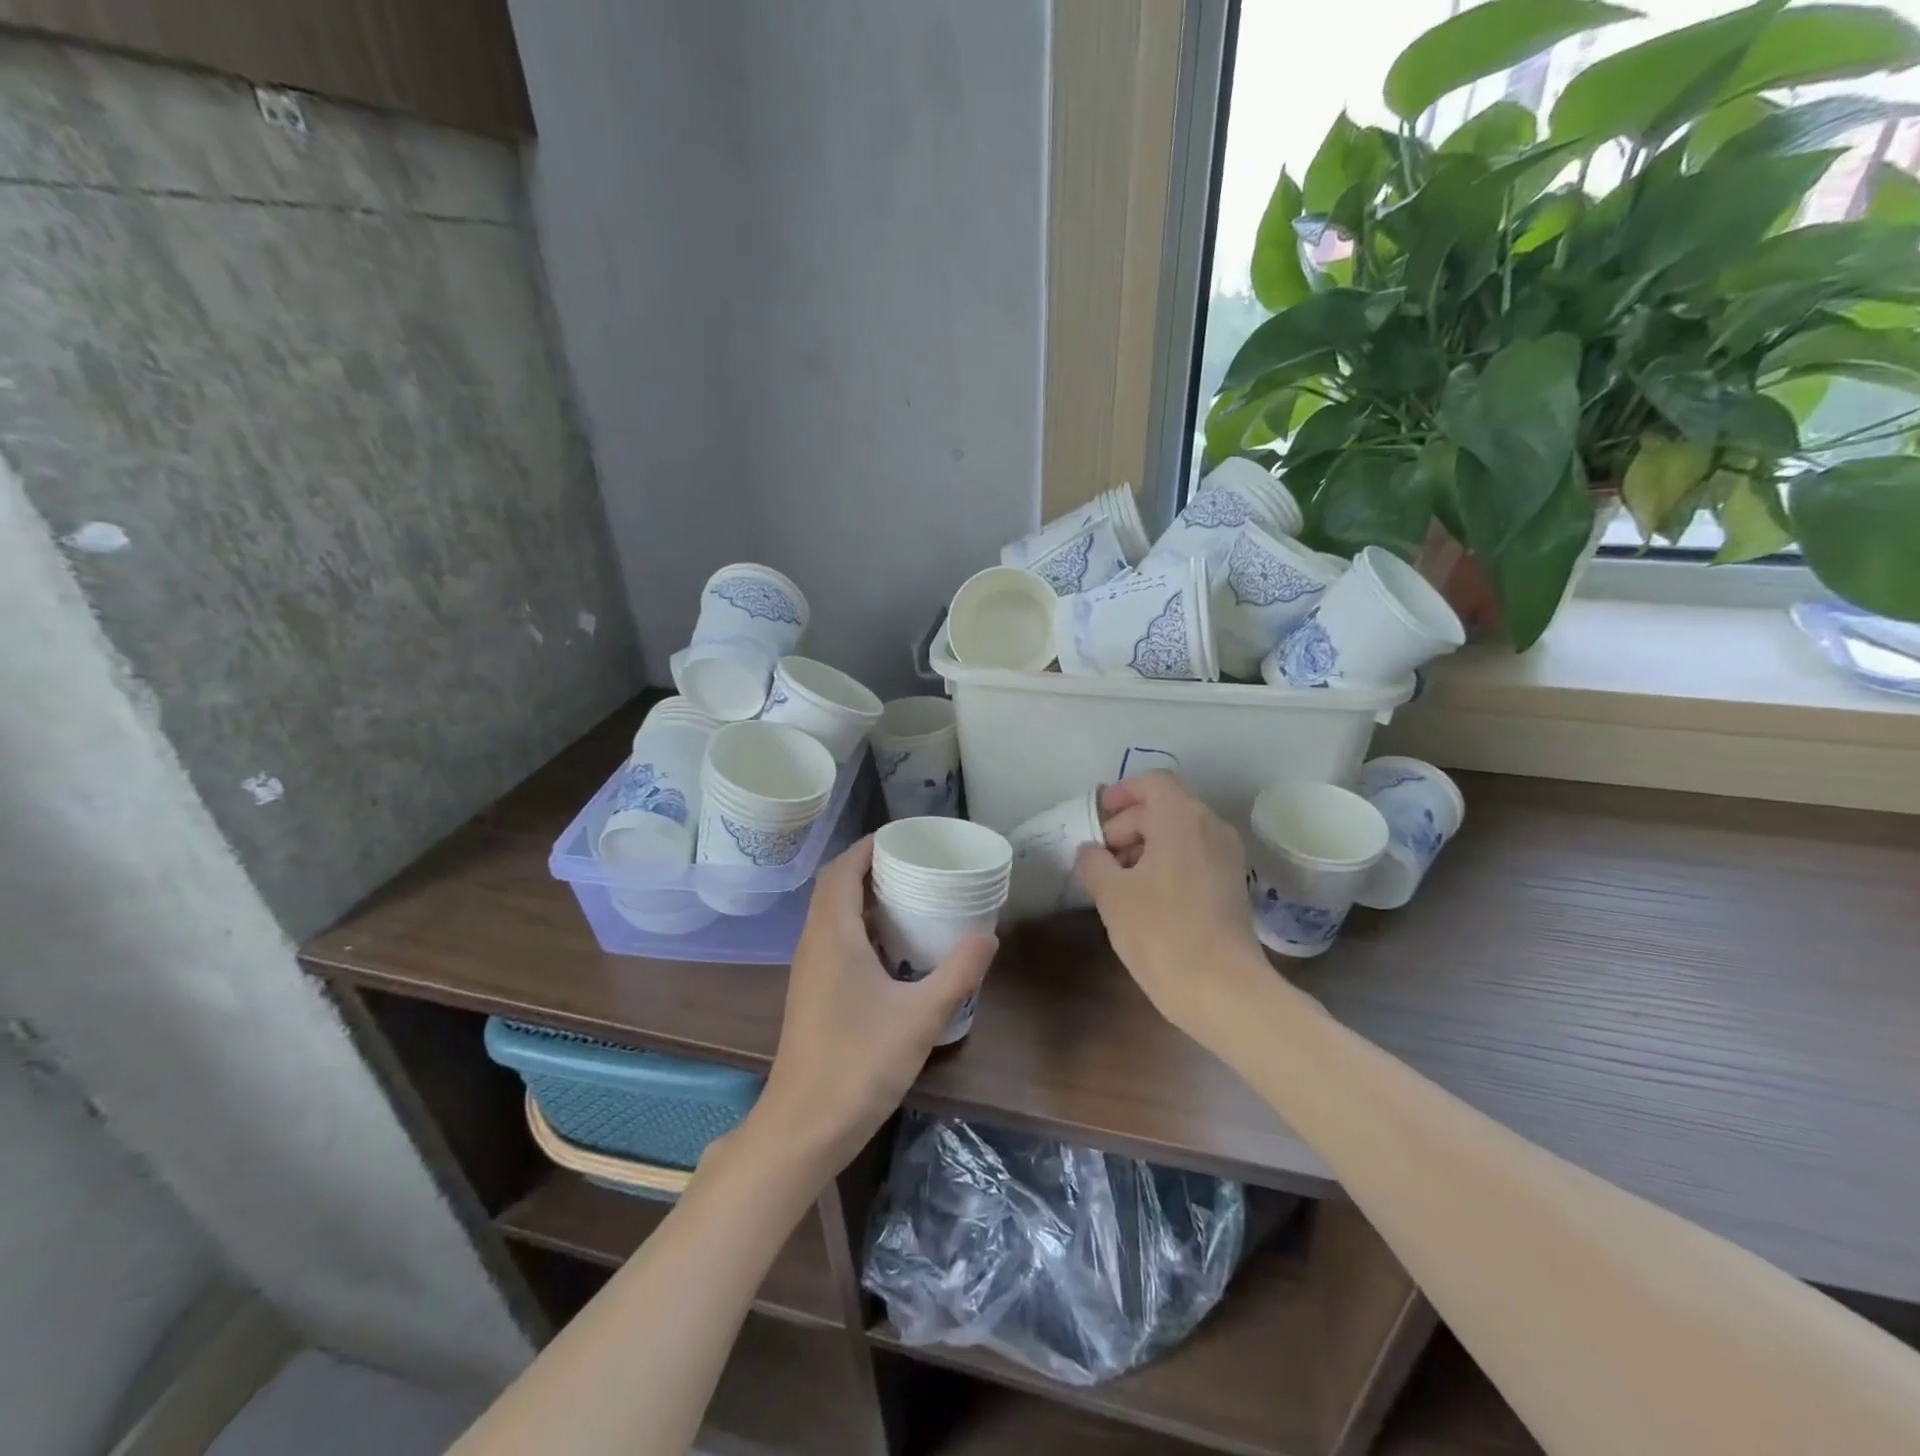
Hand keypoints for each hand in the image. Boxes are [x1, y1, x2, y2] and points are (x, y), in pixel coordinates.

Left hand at [756, 836, 994, 1172]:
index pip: (842, 871)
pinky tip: (892, 949)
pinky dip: (860, 929)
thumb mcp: (920, 1017)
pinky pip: (834, 941)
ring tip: (908, 897)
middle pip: (835, 888)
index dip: (867, 847)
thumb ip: (957, 973)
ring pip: (832, 916)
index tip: (901, 837)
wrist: (804, 1126)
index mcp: (833, 935)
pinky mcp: (812, 994)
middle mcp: (814, 944)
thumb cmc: (860, 1063)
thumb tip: (988, 936)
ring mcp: (809, 971)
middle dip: (869, 868)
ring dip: (863, 899)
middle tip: (913, 864)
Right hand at [1074, 772, 1267, 1043]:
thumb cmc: (1161, 931)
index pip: (1152, 783)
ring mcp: (1227, 857)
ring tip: (1117, 879)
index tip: (1098, 817)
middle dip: (1128, 825)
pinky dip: (1168, 863)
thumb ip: (1094, 862)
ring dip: (1147, 846)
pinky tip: (1145, 897)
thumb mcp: (1111, 894)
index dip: (1122, 793)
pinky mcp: (1233, 885)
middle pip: (1165, 807)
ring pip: (1180, 833)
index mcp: (1182, 818)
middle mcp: (1211, 827)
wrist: (1223, 989)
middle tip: (1099, 856)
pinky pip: (1194, 856)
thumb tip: (1091, 852)